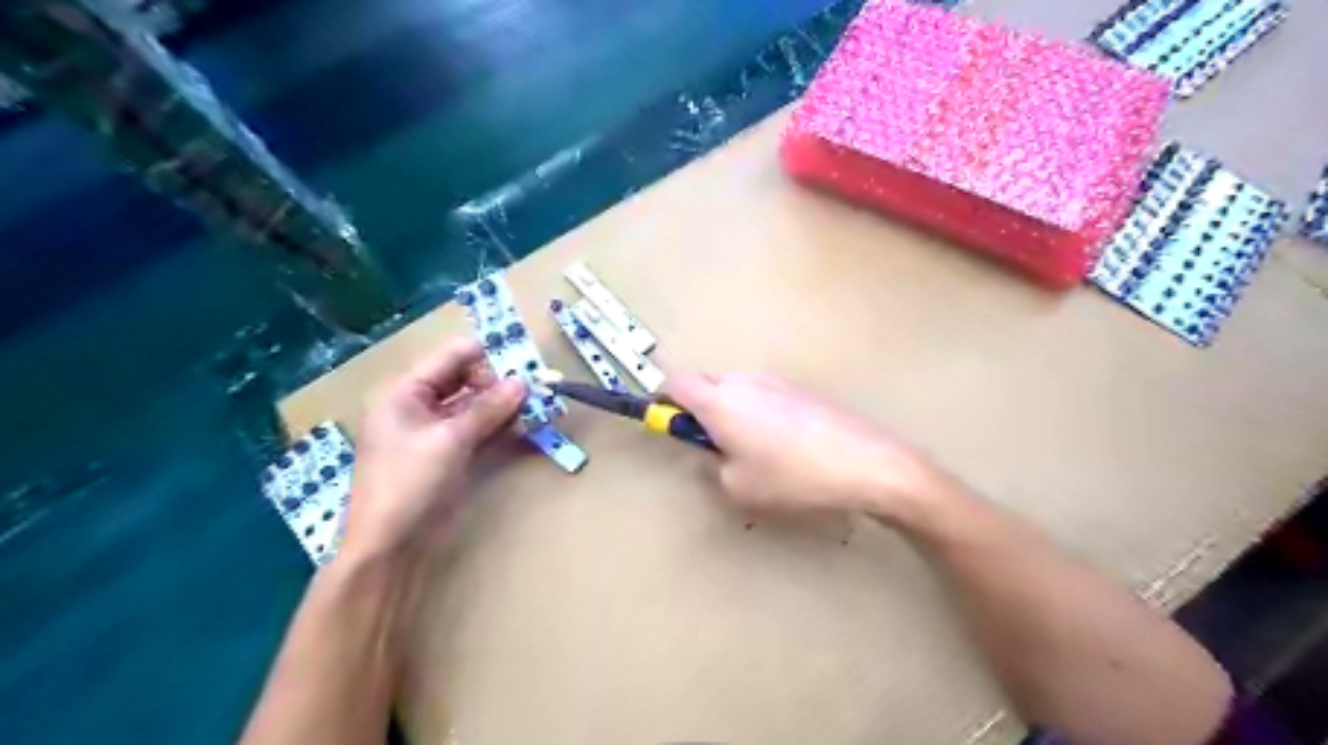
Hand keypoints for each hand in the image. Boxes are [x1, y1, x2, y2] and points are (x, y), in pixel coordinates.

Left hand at [340, 339, 522, 562]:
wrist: (390, 545)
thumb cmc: (410, 483)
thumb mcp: (450, 440)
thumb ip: (488, 408)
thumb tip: (523, 382)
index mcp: (405, 391)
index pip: (451, 356)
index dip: (487, 359)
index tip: (522, 371)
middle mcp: (417, 404)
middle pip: (464, 378)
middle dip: (497, 383)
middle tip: (530, 394)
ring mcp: (433, 430)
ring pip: (473, 404)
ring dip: (501, 405)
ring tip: (532, 409)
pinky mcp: (447, 452)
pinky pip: (475, 427)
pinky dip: (496, 425)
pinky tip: (521, 426)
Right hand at [669, 370, 949, 520]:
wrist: (864, 463)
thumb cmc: (792, 478)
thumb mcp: (738, 486)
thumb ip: (712, 464)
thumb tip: (712, 450)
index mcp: (719, 401)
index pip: (674, 382)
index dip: (664, 400)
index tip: (670, 423)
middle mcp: (743, 383)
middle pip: (704, 382)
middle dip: (698, 408)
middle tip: (713, 444)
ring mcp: (774, 383)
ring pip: (734, 390)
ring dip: (730, 411)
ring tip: (753, 451)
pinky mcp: (798, 391)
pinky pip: (762, 396)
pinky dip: (757, 414)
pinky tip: (782, 446)